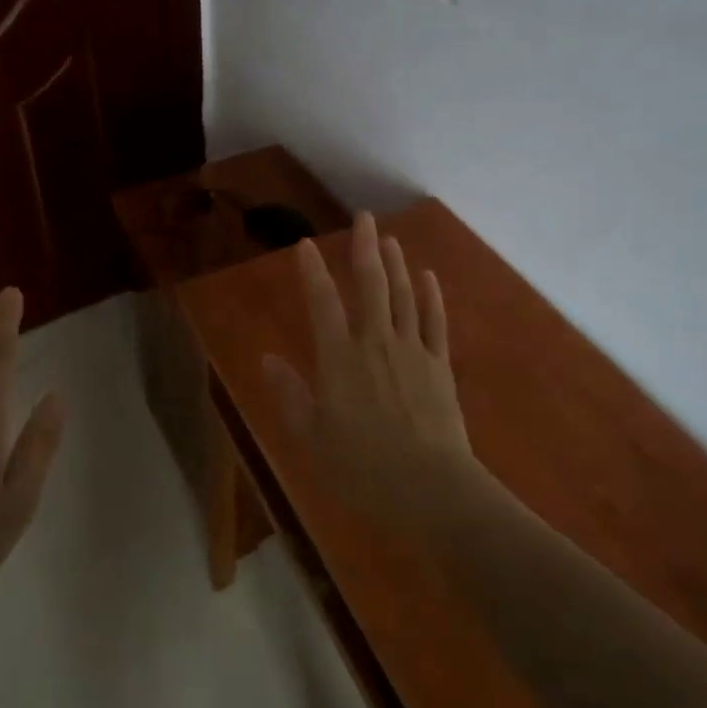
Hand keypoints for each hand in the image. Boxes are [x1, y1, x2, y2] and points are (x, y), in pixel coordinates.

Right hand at [264, 213, 475, 535]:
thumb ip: (289, 394)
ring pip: (403, 296)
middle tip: (363, 218)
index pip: (322, 303)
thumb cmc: (362, 468)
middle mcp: (375, 342)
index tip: (306, 244)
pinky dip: (431, 296)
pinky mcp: (439, 366)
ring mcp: (412, 351)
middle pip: (370, 285)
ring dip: (396, 264)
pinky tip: (428, 277)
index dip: (312, 271)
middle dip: (365, 248)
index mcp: (339, 359)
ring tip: (390, 239)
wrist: (431, 489)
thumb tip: (267, 358)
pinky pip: (435, 321)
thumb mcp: (311, 437)